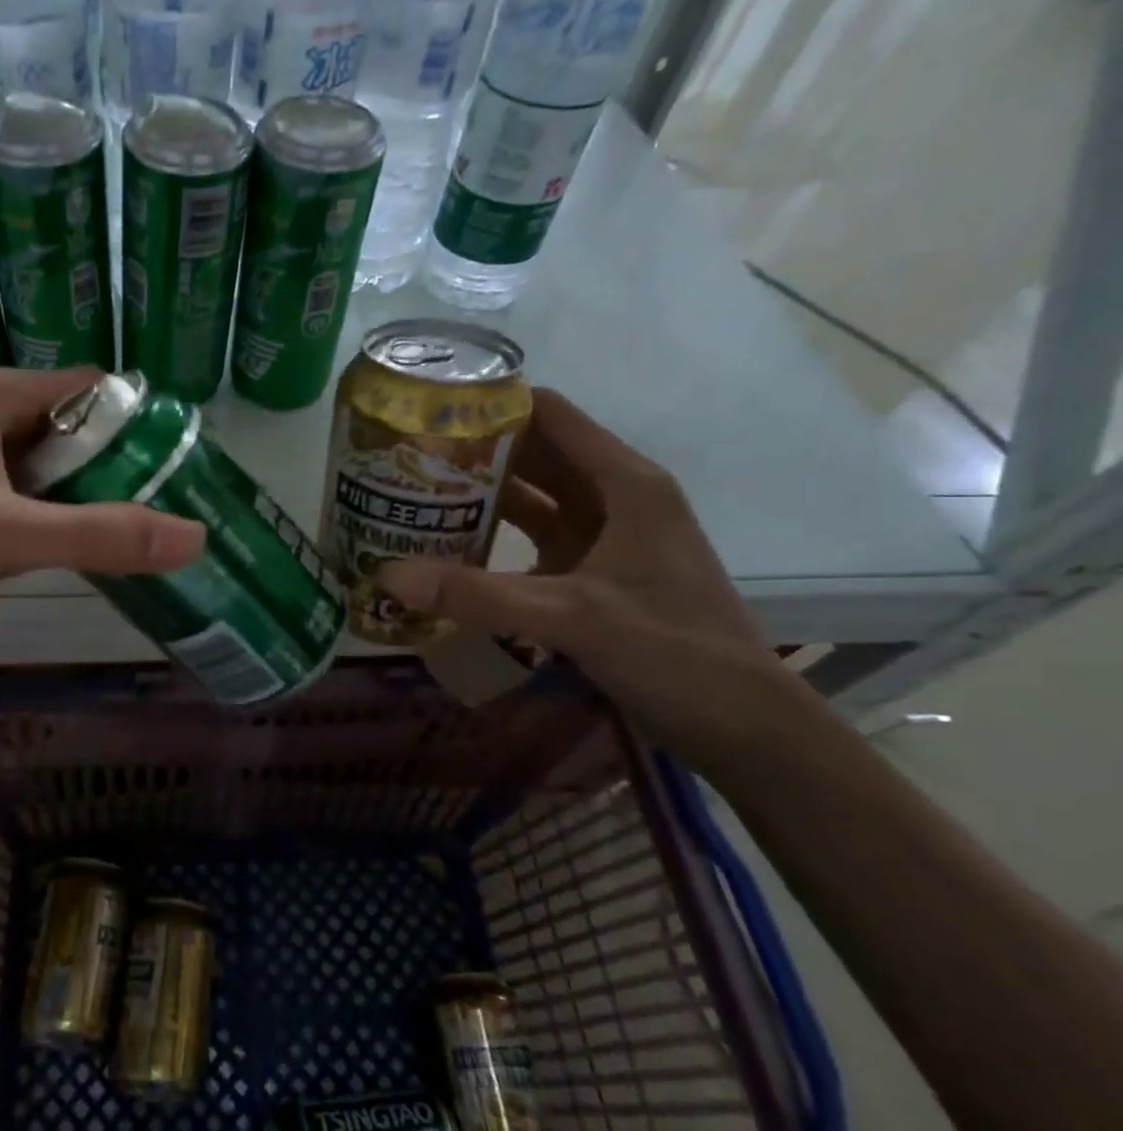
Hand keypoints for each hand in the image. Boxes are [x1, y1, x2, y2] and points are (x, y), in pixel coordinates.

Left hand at [0, 365, 205, 655]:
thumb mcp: (8, 537)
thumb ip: (102, 534)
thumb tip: (196, 536)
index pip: (87, 387)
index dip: (133, 423)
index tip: (173, 468)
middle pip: (66, 422)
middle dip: (110, 463)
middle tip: (158, 508)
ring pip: (40, 458)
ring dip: (79, 490)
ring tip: (126, 529)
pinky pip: (13, 486)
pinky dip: (45, 509)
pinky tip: (66, 543)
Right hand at [378, 388, 802, 760]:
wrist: (742, 726)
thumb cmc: (673, 652)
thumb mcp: (573, 616)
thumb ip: (478, 595)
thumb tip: (387, 577)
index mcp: (625, 483)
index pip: (551, 415)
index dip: (494, 405)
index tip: (429, 410)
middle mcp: (615, 499)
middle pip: (537, 454)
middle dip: (475, 451)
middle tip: (406, 455)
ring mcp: (606, 538)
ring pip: (534, 498)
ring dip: (482, 495)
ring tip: (416, 493)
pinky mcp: (595, 574)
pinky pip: (536, 539)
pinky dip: (496, 537)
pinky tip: (451, 548)